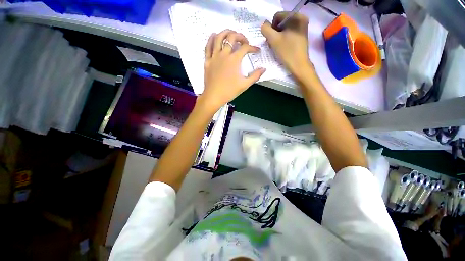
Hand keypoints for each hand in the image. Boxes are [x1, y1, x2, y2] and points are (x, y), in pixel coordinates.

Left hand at [199, 29, 265, 111]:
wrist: (214, 96)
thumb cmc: (229, 91)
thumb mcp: (244, 85)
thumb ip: (255, 76)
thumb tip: (264, 69)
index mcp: (234, 60)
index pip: (245, 48)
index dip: (253, 48)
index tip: (257, 51)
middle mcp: (224, 54)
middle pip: (232, 37)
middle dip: (240, 36)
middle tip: (245, 41)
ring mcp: (214, 56)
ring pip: (219, 37)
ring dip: (226, 32)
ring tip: (231, 34)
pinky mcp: (207, 60)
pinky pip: (208, 46)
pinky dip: (211, 39)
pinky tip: (215, 35)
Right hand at [261, 12, 313, 77]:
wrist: (298, 65)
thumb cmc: (287, 52)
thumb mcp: (273, 39)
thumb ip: (265, 29)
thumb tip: (264, 25)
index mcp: (296, 16)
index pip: (277, 16)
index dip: (272, 28)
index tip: (272, 39)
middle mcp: (301, 18)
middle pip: (281, 22)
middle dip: (275, 32)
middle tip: (274, 44)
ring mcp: (302, 27)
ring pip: (285, 28)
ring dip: (278, 36)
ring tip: (278, 46)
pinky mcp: (302, 34)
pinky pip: (289, 32)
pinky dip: (284, 38)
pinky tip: (283, 46)